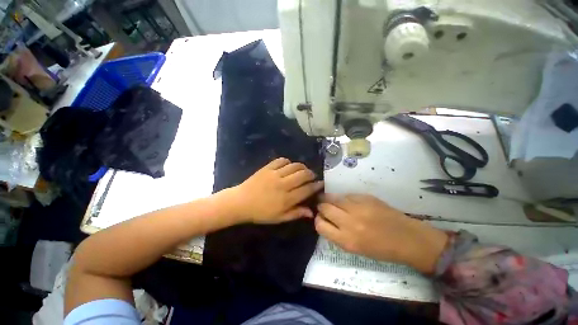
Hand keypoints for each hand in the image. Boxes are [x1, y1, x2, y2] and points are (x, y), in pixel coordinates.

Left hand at [229, 158, 323, 223]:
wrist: (241, 202)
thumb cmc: (260, 213)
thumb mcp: (279, 218)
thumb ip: (296, 213)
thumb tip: (311, 212)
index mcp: (287, 199)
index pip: (306, 189)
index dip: (316, 186)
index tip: (321, 184)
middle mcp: (283, 185)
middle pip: (303, 175)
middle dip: (311, 174)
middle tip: (312, 176)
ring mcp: (275, 174)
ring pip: (294, 166)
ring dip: (302, 167)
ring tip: (303, 170)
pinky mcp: (267, 168)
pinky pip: (281, 160)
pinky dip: (288, 162)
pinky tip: (289, 166)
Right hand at [315, 194, 447, 273]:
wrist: (407, 238)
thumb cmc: (381, 249)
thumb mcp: (355, 248)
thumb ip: (336, 234)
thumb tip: (324, 219)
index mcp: (346, 240)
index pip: (320, 225)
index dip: (318, 220)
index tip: (322, 218)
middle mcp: (349, 222)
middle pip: (324, 207)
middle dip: (321, 206)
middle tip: (324, 207)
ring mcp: (358, 207)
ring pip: (333, 197)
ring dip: (330, 199)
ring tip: (333, 201)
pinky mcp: (365, 197)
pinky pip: (346, 195)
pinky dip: (344, 198)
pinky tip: (349, 202)